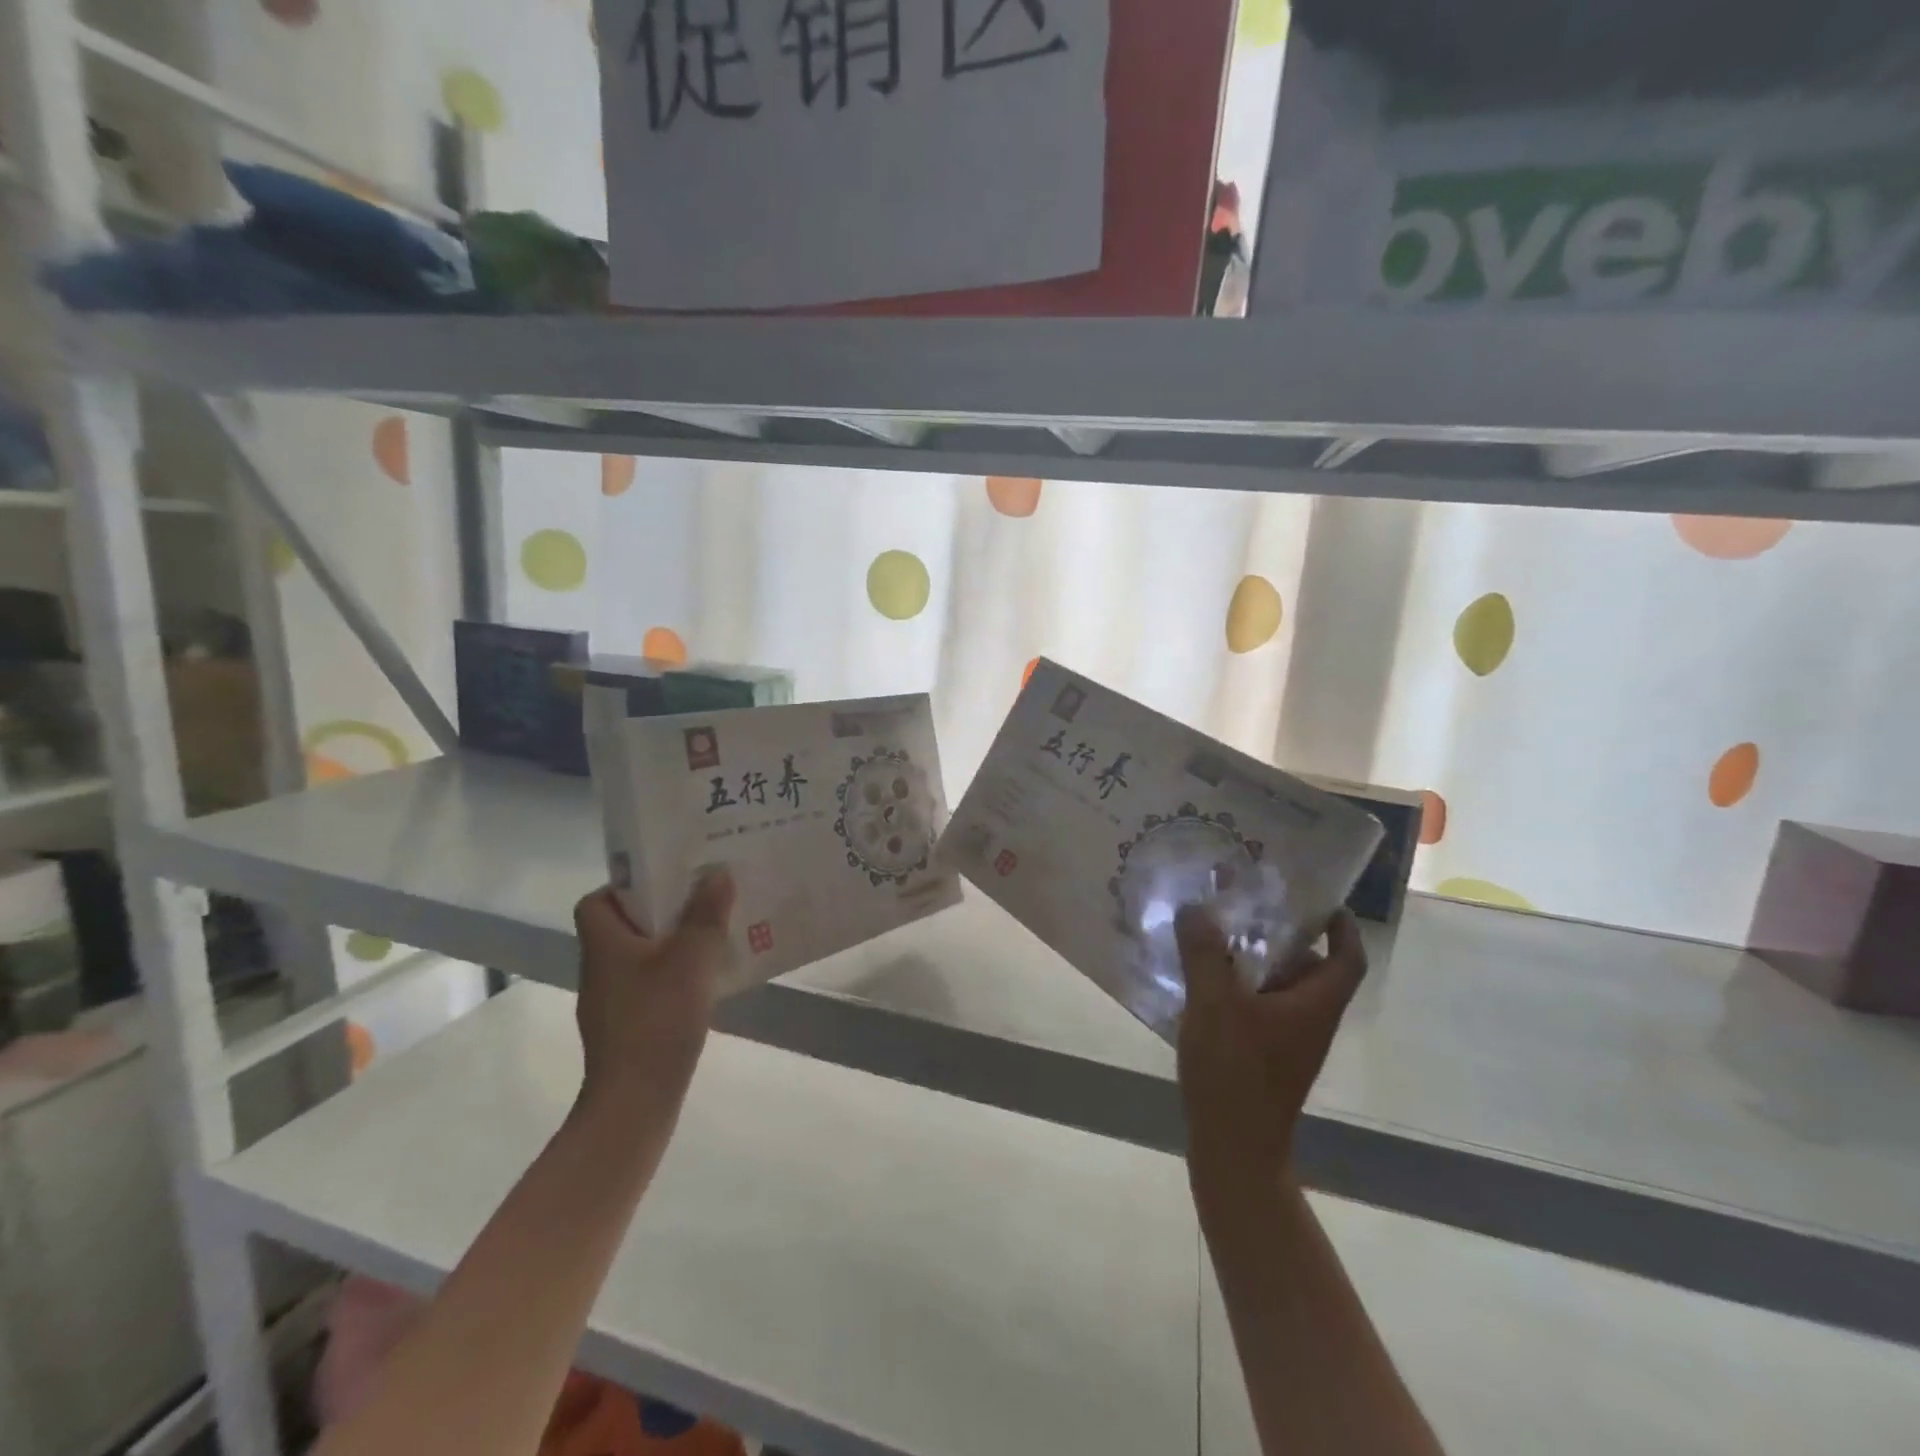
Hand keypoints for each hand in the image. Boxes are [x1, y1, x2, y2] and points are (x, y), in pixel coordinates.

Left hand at [572, 871, 734, 1116]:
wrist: (635, 1102)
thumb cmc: (657, 1020)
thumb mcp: (691, 958)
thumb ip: (705, 914)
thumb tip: (717, 873)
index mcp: (604, 943)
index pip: (597, 900)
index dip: (626, 886)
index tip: (666, 880)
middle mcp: (600, 968)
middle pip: (624, 925)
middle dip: (663, 910)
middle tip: (704, 898)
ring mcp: (612, 1002)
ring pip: (642, 956)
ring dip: (673, 943)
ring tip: (713, 934)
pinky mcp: (628, 1028)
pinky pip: (651, 986)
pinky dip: (675, 977)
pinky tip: (706, 981)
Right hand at [1175, 906, 1366, 1189]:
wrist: (1233, 1149)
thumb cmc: (1235, 1072)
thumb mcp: (1214, 1004)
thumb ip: (1205, 953)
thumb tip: (1196, 909)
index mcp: (1315, 1005)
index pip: (1348, 958)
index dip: (1342, 927)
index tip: (1320, 900)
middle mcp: (1310, 1021)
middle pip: (1312, 970)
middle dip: (1284, 937)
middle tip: (1249, 909)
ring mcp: (1288, 1043)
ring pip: (1282, 990)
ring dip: (1257, 962)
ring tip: (1218, 937)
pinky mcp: (1265, 1058)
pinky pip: (1260, 1009)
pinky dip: (1241, 989)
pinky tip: (1203, 982)